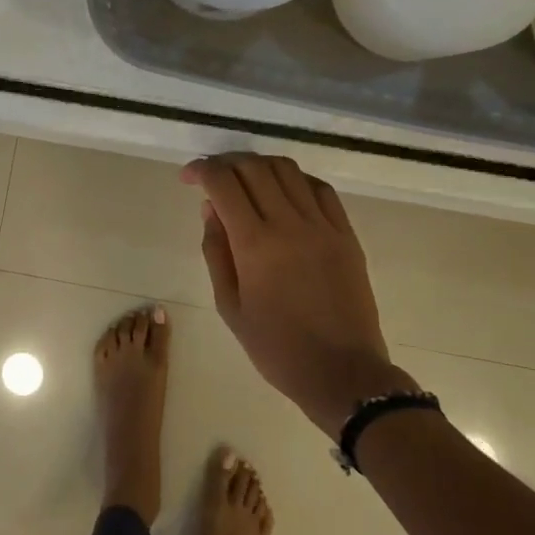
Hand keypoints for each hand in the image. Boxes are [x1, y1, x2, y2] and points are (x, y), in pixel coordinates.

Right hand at [182, 153, 400, 435]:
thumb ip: (216, 251)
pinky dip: (294, 180)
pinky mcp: (345, 233)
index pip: (223, 183)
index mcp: (255, 244)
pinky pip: (319, 189)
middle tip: (213, 177)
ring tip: (245, 180)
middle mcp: (289, 223)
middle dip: (226, 163)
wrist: (342, 372)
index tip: (188, 178)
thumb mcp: (229, 305)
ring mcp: (323, 225)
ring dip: (259, 166)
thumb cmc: (276, 347)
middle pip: (254, 167)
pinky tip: (283, 192)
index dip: (201, 171)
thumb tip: (211, 208)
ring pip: (287, 170)